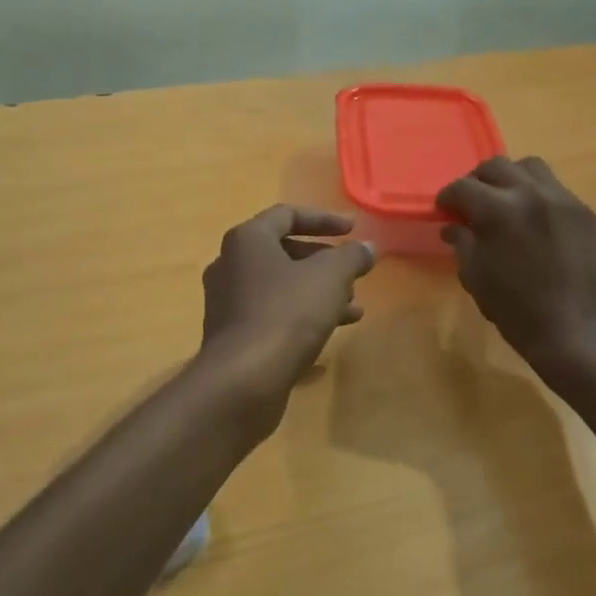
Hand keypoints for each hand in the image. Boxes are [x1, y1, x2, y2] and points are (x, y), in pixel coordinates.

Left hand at [199, 206, 374, 392]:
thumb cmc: (286, 314)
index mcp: (248, 240)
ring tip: (353, 307)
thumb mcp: (330, 278)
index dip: (324, 219)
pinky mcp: (233, 335)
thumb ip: (351, 257)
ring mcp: (228, 302)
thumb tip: (367, 247)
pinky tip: (331, 332)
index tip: (353, 230)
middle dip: (324, 262)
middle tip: (353, 274)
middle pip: (284, 251)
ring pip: (281, 286)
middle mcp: (230, 264)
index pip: (287, 215)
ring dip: (318, 292)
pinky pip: (272, 313)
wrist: (243, 380)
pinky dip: (302, 315)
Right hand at [436, 157, 595, 368]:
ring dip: (510, 179)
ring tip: (505, 203)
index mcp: (498, 210)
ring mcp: (562, 199)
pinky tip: (533, 220)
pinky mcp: (584, 211)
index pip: (462, 187)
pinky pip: (554, 187)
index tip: (444, 211)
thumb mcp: (476, 279)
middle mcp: (530, 193)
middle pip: (495, 167)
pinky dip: (536, 194)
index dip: (447, 198)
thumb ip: (462, 244)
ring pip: (529, 167)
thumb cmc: (518, 311)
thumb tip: (453, 226)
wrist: (578, 332)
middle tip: (471, 204)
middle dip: (476, 181)